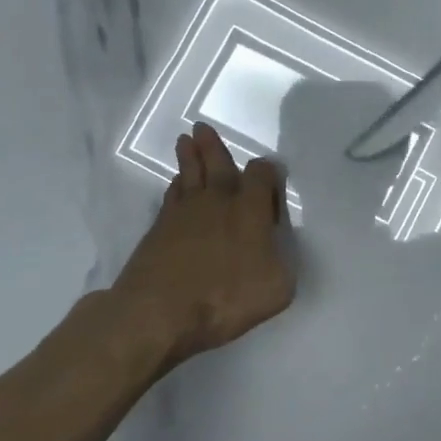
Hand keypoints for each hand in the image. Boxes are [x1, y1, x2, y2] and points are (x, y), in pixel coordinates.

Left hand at [101, 122, 294, 365]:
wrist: (158, 312)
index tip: (272, 181)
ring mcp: (184, 212)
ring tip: (186, 141)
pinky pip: (171, 196)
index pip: (262, 173)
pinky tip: (176, 185)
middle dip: (213, 146)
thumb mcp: (277, 287)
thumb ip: (282, 261)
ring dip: (189, 157)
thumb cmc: (225, 297)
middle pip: (217, 163)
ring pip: (189, 174)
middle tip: (201, 128)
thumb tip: (275, 248)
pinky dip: (176, 186)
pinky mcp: (158, 229)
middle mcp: (218, 200)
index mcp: (250, 208)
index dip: (268, 173)